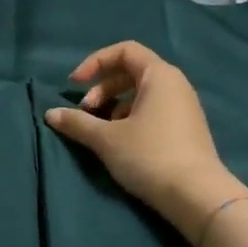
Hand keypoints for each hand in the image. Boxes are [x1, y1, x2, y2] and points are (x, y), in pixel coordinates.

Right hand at [43, 41, 243, 235]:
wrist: (196, 196)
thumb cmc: (149, 156)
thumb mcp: (106, 139)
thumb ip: (77, 122)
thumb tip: (50, 114)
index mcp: (159, 76)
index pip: (125, 50)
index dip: (95, 62)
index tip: (75, 84)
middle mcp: (175, 85)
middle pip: (132, 72)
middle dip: (102, 88)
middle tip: (86, 112)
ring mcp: (184, 108)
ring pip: (141, 94)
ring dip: (114, 106)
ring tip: (101, 131)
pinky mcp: (186, 129)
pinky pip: (153, 111)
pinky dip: (131, 118)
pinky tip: (121, 143)